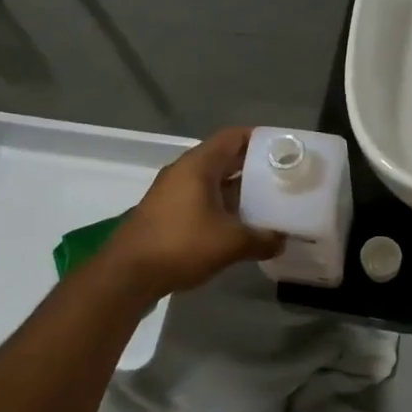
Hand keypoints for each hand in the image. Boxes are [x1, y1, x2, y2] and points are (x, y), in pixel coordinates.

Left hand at [102, 127, 284, 299]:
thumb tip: (283, 240)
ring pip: (211, 180)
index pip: (233, 137)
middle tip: (282, 176)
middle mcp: (184, 171)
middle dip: (252, 166)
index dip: (260, 139)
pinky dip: (221, 205)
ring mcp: (172, 192)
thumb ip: (261, 239)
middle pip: (223, 157)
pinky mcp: (166, 212)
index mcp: (198, 165)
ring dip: (237, 188)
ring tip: (266, 200)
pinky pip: (200, 198)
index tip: (284, 148)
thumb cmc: (180, 245)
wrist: (127, 274)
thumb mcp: (230, 243)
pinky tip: (238, 223)